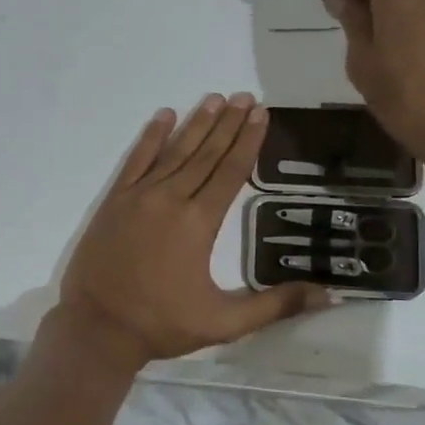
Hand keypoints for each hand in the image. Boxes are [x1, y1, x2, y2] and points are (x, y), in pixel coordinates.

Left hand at [57, 94, 329, 369]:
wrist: (97, 328)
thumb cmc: (162, 325)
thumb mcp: (224, 323)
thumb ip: (275, 306)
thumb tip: (327, 295)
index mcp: (199, 223)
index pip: (231, 171)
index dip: (248, 141)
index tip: (261, 113)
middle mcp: (171, 199)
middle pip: (206, 154)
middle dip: (228, 123)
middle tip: (245, 96)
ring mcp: (139, 196)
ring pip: (174, 151)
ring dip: (196, 123)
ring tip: (215, 99)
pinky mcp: (114, 201)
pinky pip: (136, 160)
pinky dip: (150, 136)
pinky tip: (164, 115)